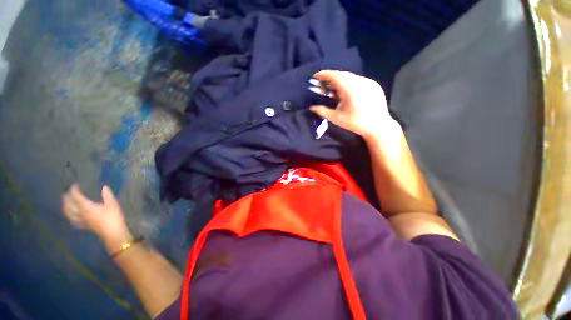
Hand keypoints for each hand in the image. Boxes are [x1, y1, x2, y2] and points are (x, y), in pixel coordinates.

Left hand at [62, 184, 131, 252]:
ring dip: (65, 207)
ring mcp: (81, 220)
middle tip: (67, 191)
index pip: (76, 196)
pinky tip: (72, 217)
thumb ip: (107, 195)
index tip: (75, 184)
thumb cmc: (113, 217)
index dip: (74, 189)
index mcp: (86, 207)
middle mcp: (80, 213)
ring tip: (65, 202)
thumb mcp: (113, 204)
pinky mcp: (84, 226)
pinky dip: (71, 217)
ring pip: (68, 213)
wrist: (113, 233)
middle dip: (66, 197)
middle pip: (69, 205)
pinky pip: (73, 221)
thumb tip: (104, 187)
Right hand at [309, 70, 399, 139]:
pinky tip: (347, 92)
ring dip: (340, 80)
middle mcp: (360, 81)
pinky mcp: (374, 84)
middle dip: (331, 78)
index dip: (324, 74)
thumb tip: (311, 107)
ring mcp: (368, 82)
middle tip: (323, 85)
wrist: (378, 126)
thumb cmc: (355, 123)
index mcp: (350, 89)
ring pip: (350, 77)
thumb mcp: (336, 118)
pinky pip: (358, 80)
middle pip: (342, 75)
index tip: (315, 77)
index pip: (334, 76)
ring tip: (334, 89)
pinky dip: (349, 83)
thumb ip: (322, 111)